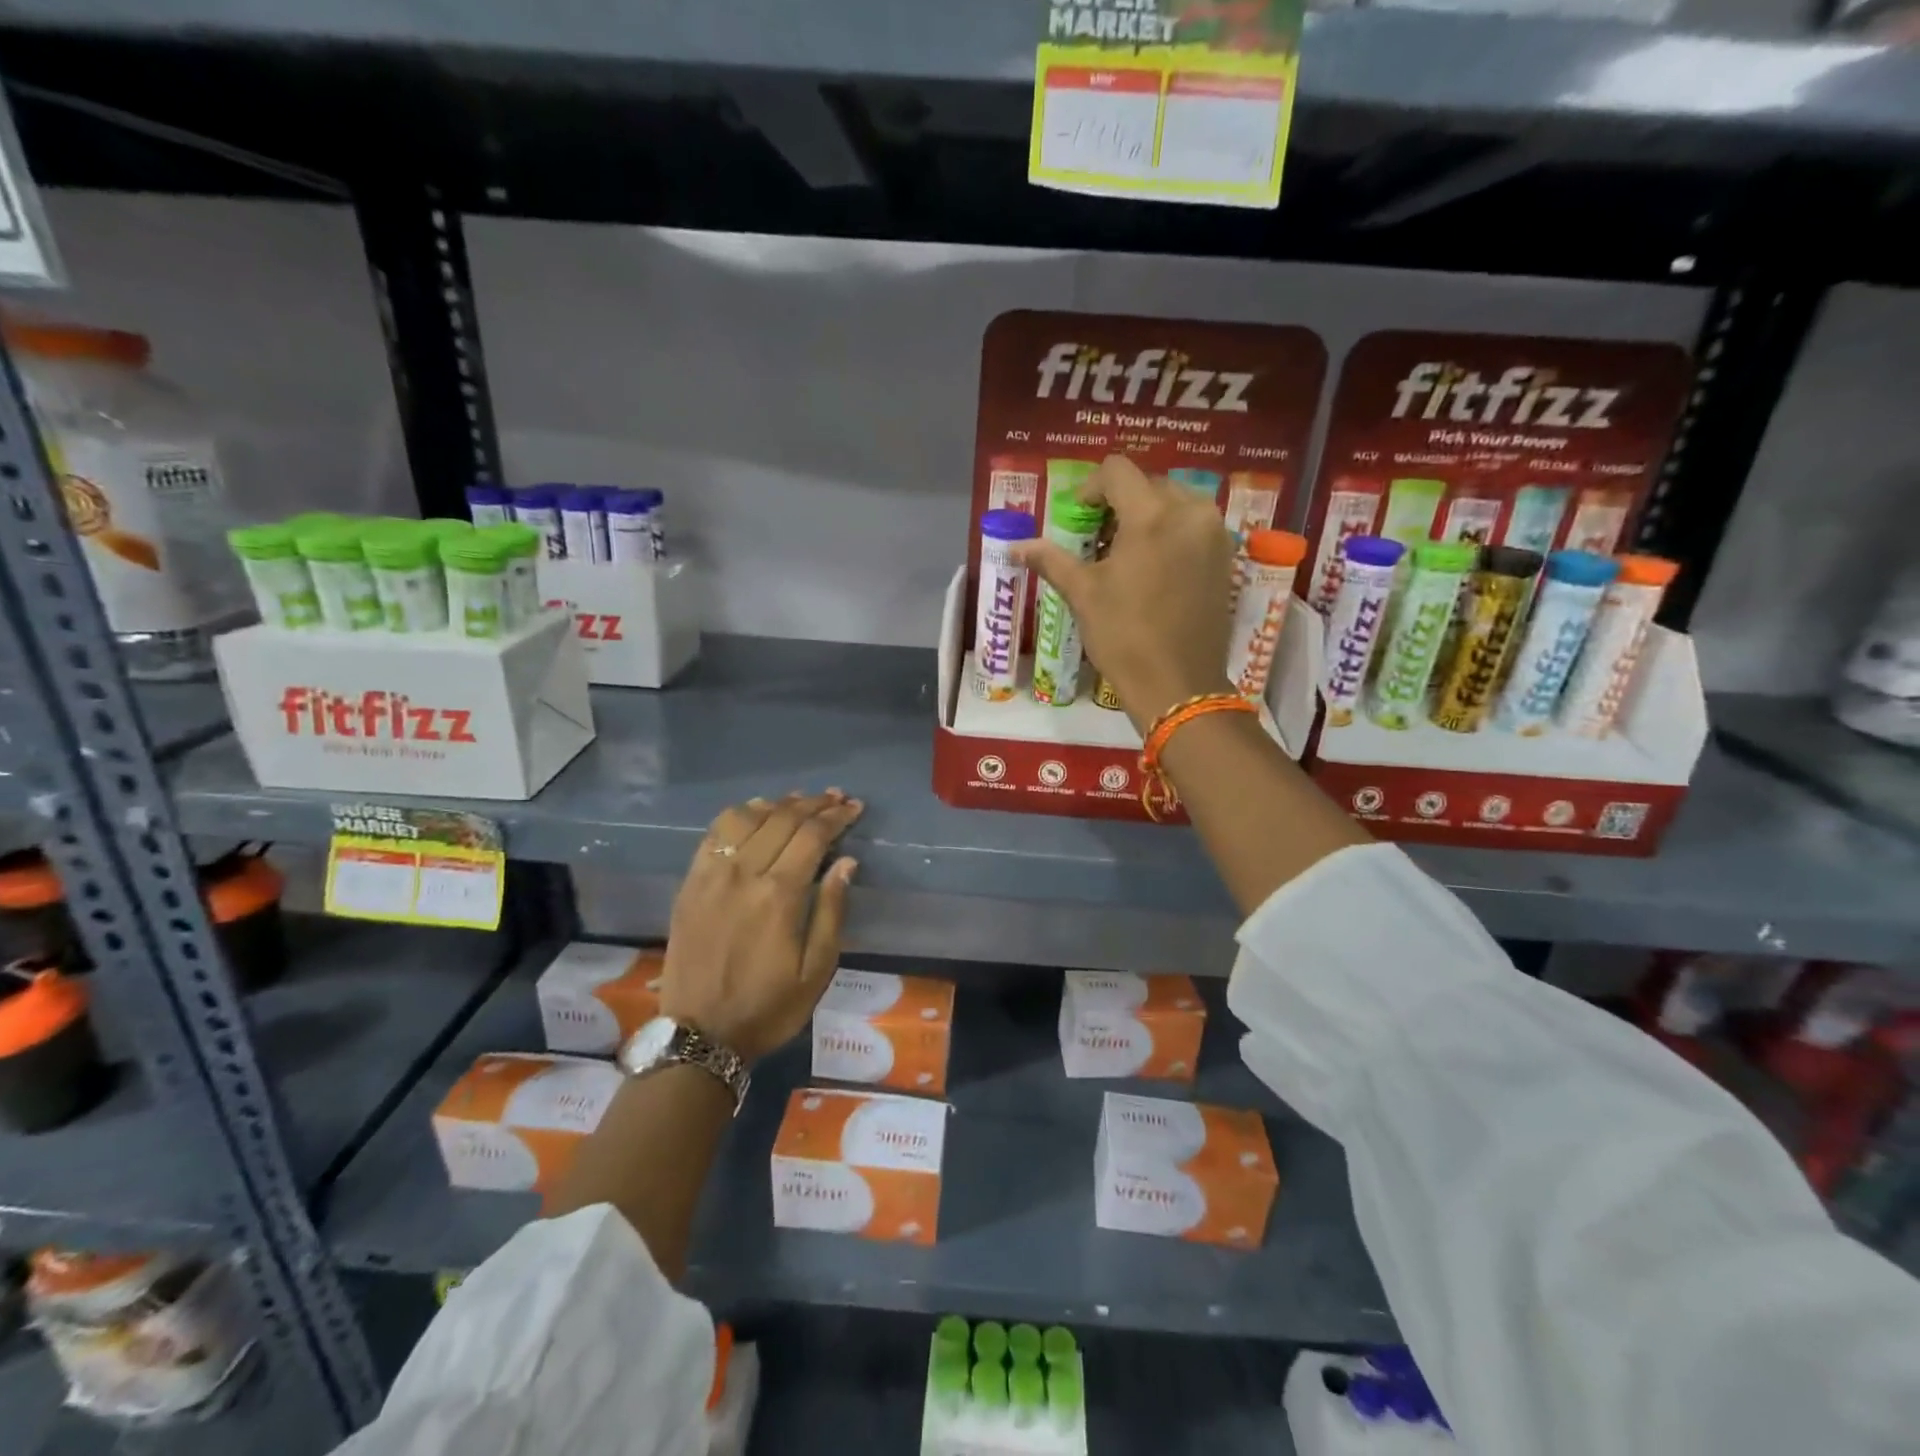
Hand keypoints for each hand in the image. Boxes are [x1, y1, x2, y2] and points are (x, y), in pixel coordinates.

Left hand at [661, 790, 861, 1064]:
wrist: (700, 1035)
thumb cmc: (768, 1007)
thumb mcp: (816, 970)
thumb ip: (832, 910)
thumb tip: (846, 862)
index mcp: (779, 895)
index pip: (813, 835)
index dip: (836, 816)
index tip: (854, 807)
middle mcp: (744, 874)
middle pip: (783, 819)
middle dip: (814, 804)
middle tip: (836, 797)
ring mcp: (711, 875)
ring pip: (747, 818)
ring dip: (778, 804)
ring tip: (800, 801)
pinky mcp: (690, 883)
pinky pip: (714, 833)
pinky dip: (739, 815)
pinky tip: (755, 812)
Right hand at [1012, 454, 1235, 733]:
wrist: (1178, 685)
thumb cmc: (1124, 637)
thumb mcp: (1083, 595)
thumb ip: (1052, 560)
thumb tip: (1016, 546)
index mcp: (1152, 516)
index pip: (1118, 471)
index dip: (1090, 487)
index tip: (1078, 516)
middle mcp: (1191, 513)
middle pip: (1149, 484)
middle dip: (1120, 502)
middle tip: (1097, 536)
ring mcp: (1214, 535)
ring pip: (1175, 503)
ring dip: (1147, 515)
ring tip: (1125, 551)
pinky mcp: (1226, 557)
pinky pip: (1194, 526)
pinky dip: (1171, 532)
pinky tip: (1153, 566)